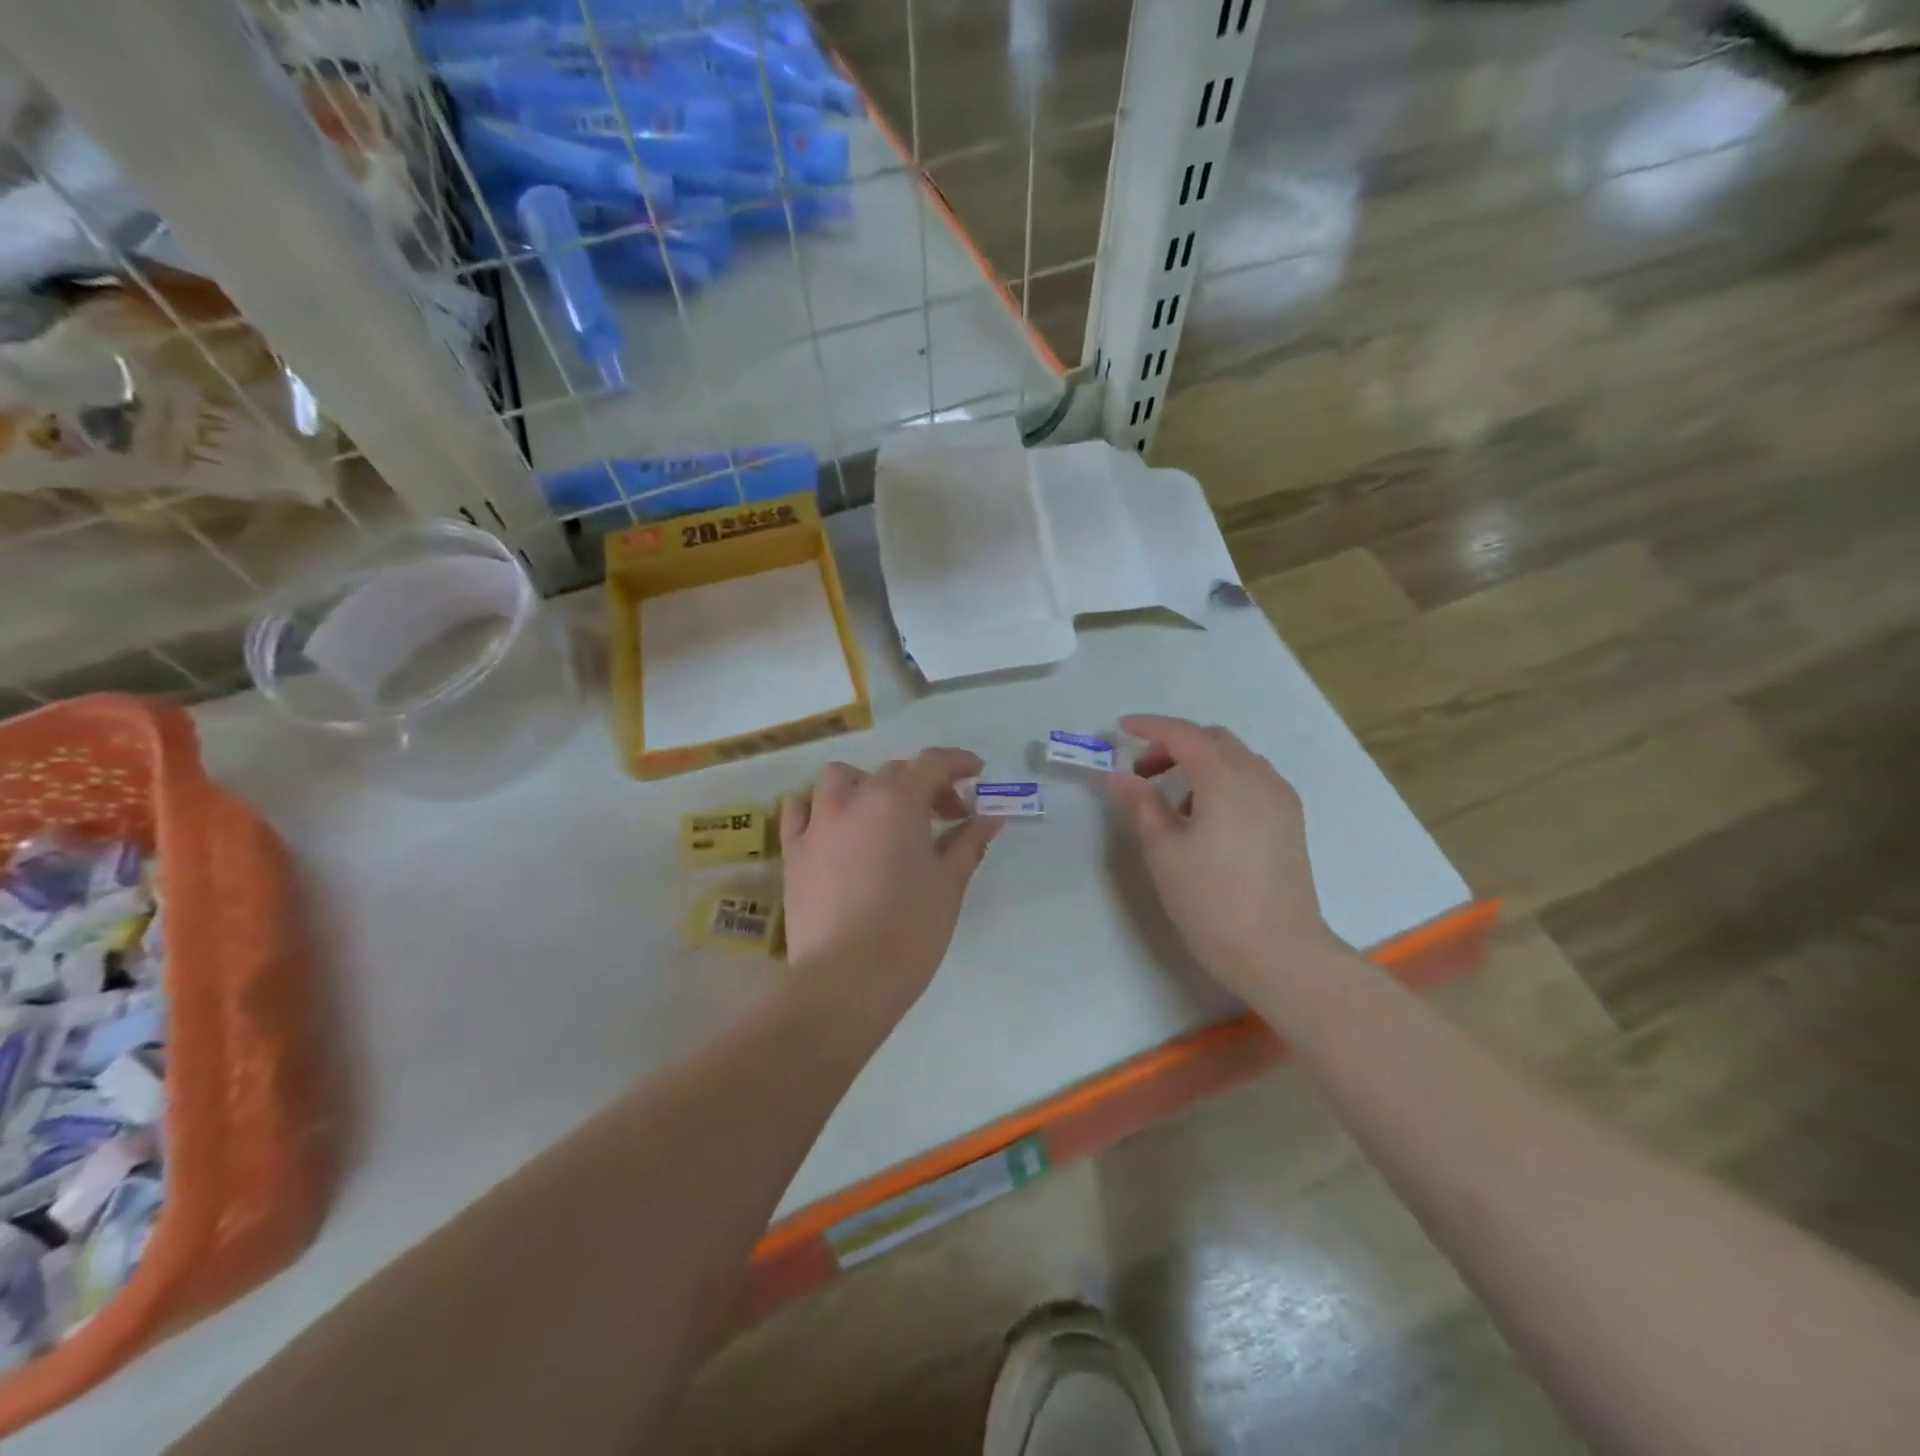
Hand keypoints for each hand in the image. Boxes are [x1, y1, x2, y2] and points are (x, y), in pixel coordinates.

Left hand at [780, 748, 1001, 1024]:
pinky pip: (799, 812)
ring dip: (866, 786)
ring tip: (883, 815)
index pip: (931, 763)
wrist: (846, 979)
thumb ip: (968, 842)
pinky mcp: (793, 854)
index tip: (977, 773)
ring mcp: (817, 825)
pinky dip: (818, 809)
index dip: (958, 762)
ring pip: (839, 780)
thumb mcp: (949, 883)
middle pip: (893, 773)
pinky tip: (833, 829)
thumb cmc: (910, 929)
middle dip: (924, 785)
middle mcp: (854, 800)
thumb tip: (990, 817)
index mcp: (897, 801)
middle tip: (946, 817)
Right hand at [1103, 714, 1337, 996]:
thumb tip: (1119, 776)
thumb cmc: (1211, 899)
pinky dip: (1223, 782)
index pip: (1184, 734)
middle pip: (1214, 740)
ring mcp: (1280, 799)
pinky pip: (1252, 782)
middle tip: (1143, 773)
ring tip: (1172, 803)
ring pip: (1236, 760)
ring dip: (1201, 764)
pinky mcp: (1290, 822)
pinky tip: (1206, 819)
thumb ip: (1141, 804)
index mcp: (1225, 777)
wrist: (1278, 951)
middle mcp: (1259, 777)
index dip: (1150, 727)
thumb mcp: (1163, 850)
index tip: (1120, 729)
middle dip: (1175, 745)